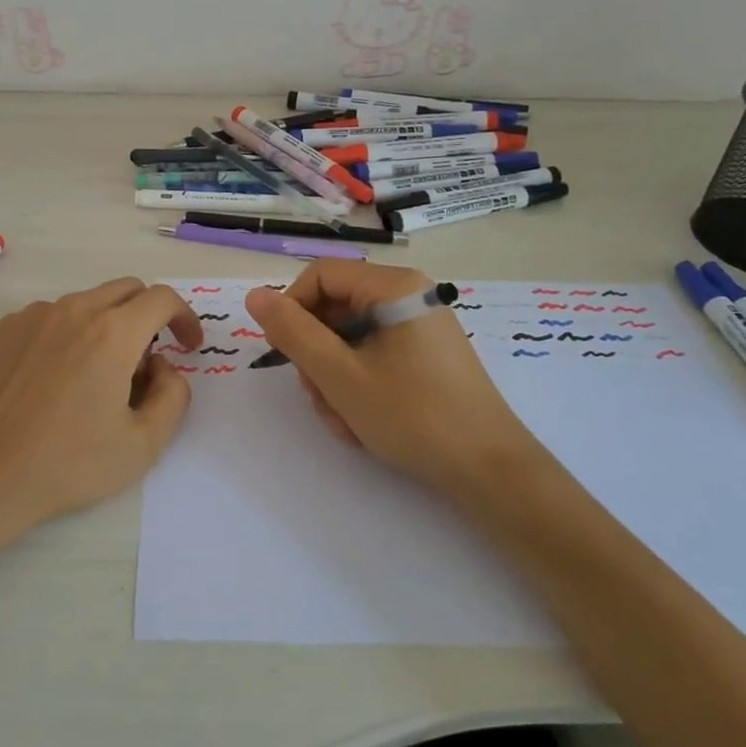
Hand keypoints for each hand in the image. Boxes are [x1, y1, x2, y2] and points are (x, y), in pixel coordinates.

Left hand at [0, 277, 204, 566]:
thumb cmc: (67, 465)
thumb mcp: (144, 444)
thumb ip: (174, 395)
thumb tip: (164, 367)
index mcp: (113, 332)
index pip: (162, 299)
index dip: (185, 318)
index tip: (188, 346)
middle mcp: (74, 310)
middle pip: (127, 290)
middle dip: (148, 318)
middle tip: (145, 366)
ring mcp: (34, 316)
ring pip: (88, 303)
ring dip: (108, 327)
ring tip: (96, 380)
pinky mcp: (5, 330)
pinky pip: (52, 317)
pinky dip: (70, 335)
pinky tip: (56, 381)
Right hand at [245, 262, 543, 501]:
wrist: (490, 470)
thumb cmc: (413, 416)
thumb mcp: (340, 376)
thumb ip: (293, 332)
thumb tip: (255, 296)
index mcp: (394, 287)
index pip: (319, 276)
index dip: (291, 310)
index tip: (283, 354)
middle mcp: (408, 296)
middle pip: (334, 310)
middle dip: (317, 357)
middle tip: (321, 398)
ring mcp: (418, 327)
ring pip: (349, 339)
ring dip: (334, 380)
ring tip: (345, 421)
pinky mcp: (424, 355)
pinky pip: (372, 357)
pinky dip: (358, 387)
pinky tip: (363, 423)